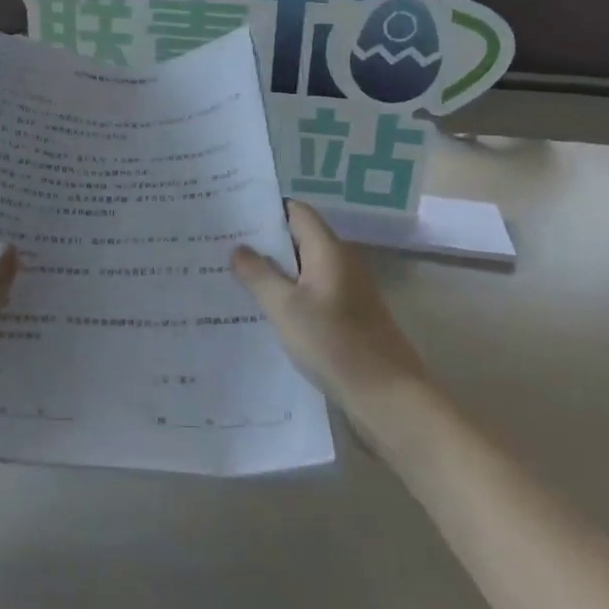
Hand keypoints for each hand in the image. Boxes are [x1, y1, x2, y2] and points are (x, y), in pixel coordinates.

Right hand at [231, 201, 424, 400]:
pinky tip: (260, 311)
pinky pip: (309, 295)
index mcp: (328, 251)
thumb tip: (238, 248)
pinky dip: (286, 296)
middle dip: (262, 242)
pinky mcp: (346, 318)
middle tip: (220, 246)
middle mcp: (340, 263)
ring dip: (272, 272)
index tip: (231, 214)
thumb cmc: (335, 345)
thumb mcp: (285, 308)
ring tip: (231, 276)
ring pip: (301, 270)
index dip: (264, 209)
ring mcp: (345, 292)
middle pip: (297, 239)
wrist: (388, 399)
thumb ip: (258, 275)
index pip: (295, 211)